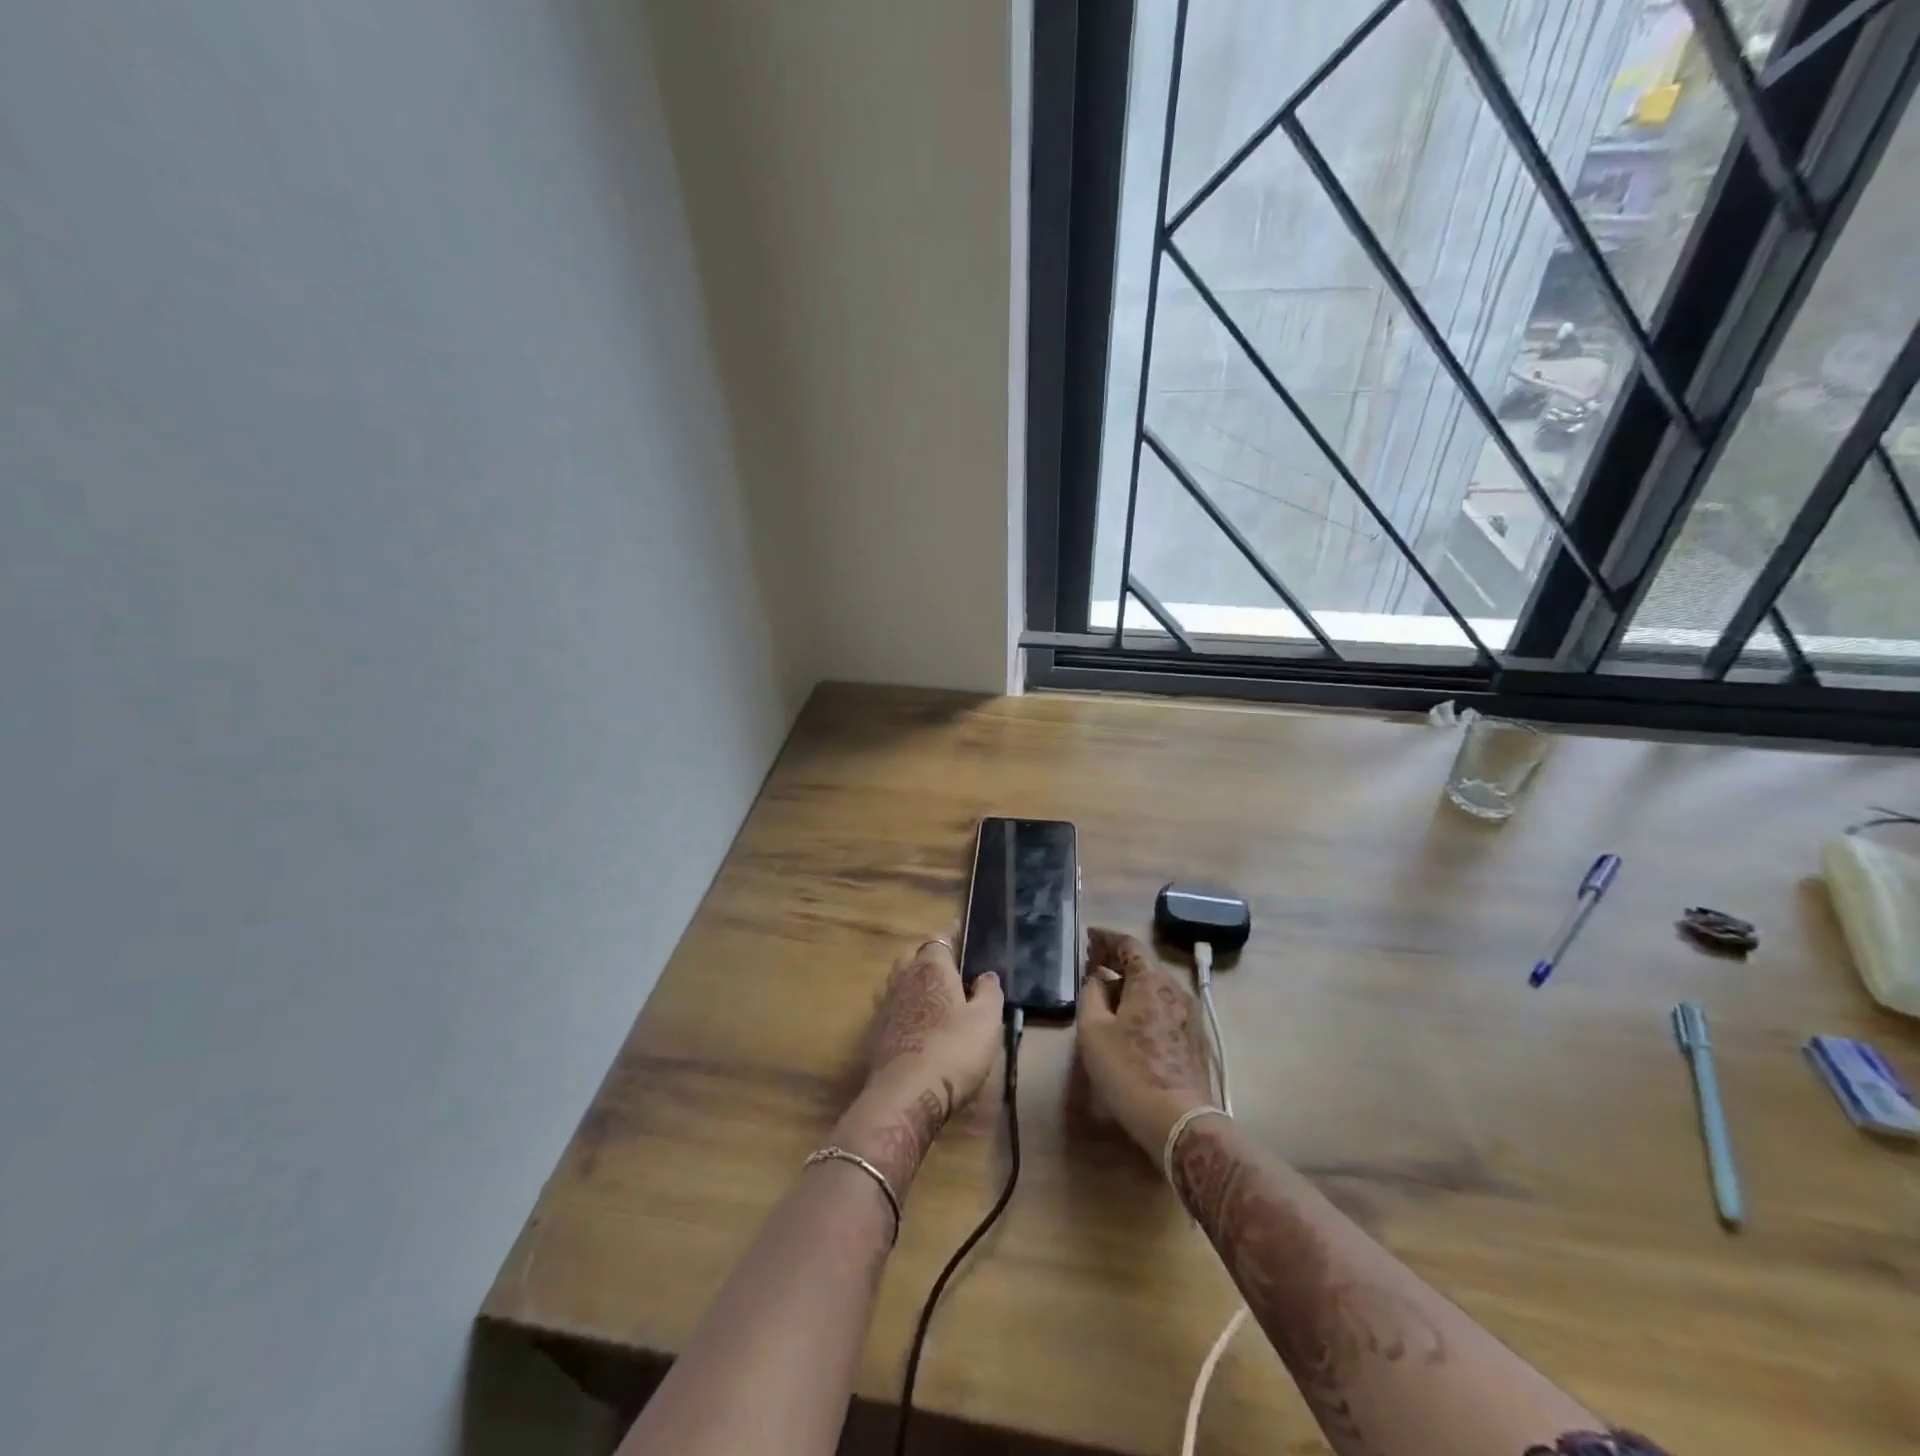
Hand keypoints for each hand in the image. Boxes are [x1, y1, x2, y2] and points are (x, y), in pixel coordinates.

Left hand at [833, 938, 1004, 1191]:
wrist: (905, 1095)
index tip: (963, 933)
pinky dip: (904, 1006)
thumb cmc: (953, 1051)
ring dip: (914, 981)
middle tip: (952, 968)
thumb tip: (986, 975)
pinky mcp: (875, 1031)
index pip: (941, 938)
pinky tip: (916, 1022)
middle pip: (915, 956)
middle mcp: (903, 977)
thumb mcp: (986, 1021)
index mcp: (931, 967)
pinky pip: (892, 1006)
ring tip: (933, 993)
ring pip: (900, 980)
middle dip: (931, 957)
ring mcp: (885, 1004)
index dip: (953, 935)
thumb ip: (989, 992)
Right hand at [1076, 927, 1213, 1156]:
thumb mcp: (1093, 1031)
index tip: (1088, 938)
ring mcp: (1191, 1015)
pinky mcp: (1196, 1040)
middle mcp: (1176, 990)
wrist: (1180, 1122)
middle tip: (1093, 965)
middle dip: (1117, 962)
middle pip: (1144, 965)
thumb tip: (1097, 979)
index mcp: (1151, 981)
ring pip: (1156, 988)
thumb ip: (1091, 995)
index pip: (1128, 944)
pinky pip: (1165, 1008)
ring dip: (1131, 985)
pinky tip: (1131, 1020)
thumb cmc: (1129, 1071)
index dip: (1106, 938)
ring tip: (1108, 994)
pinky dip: (1145, 1003)